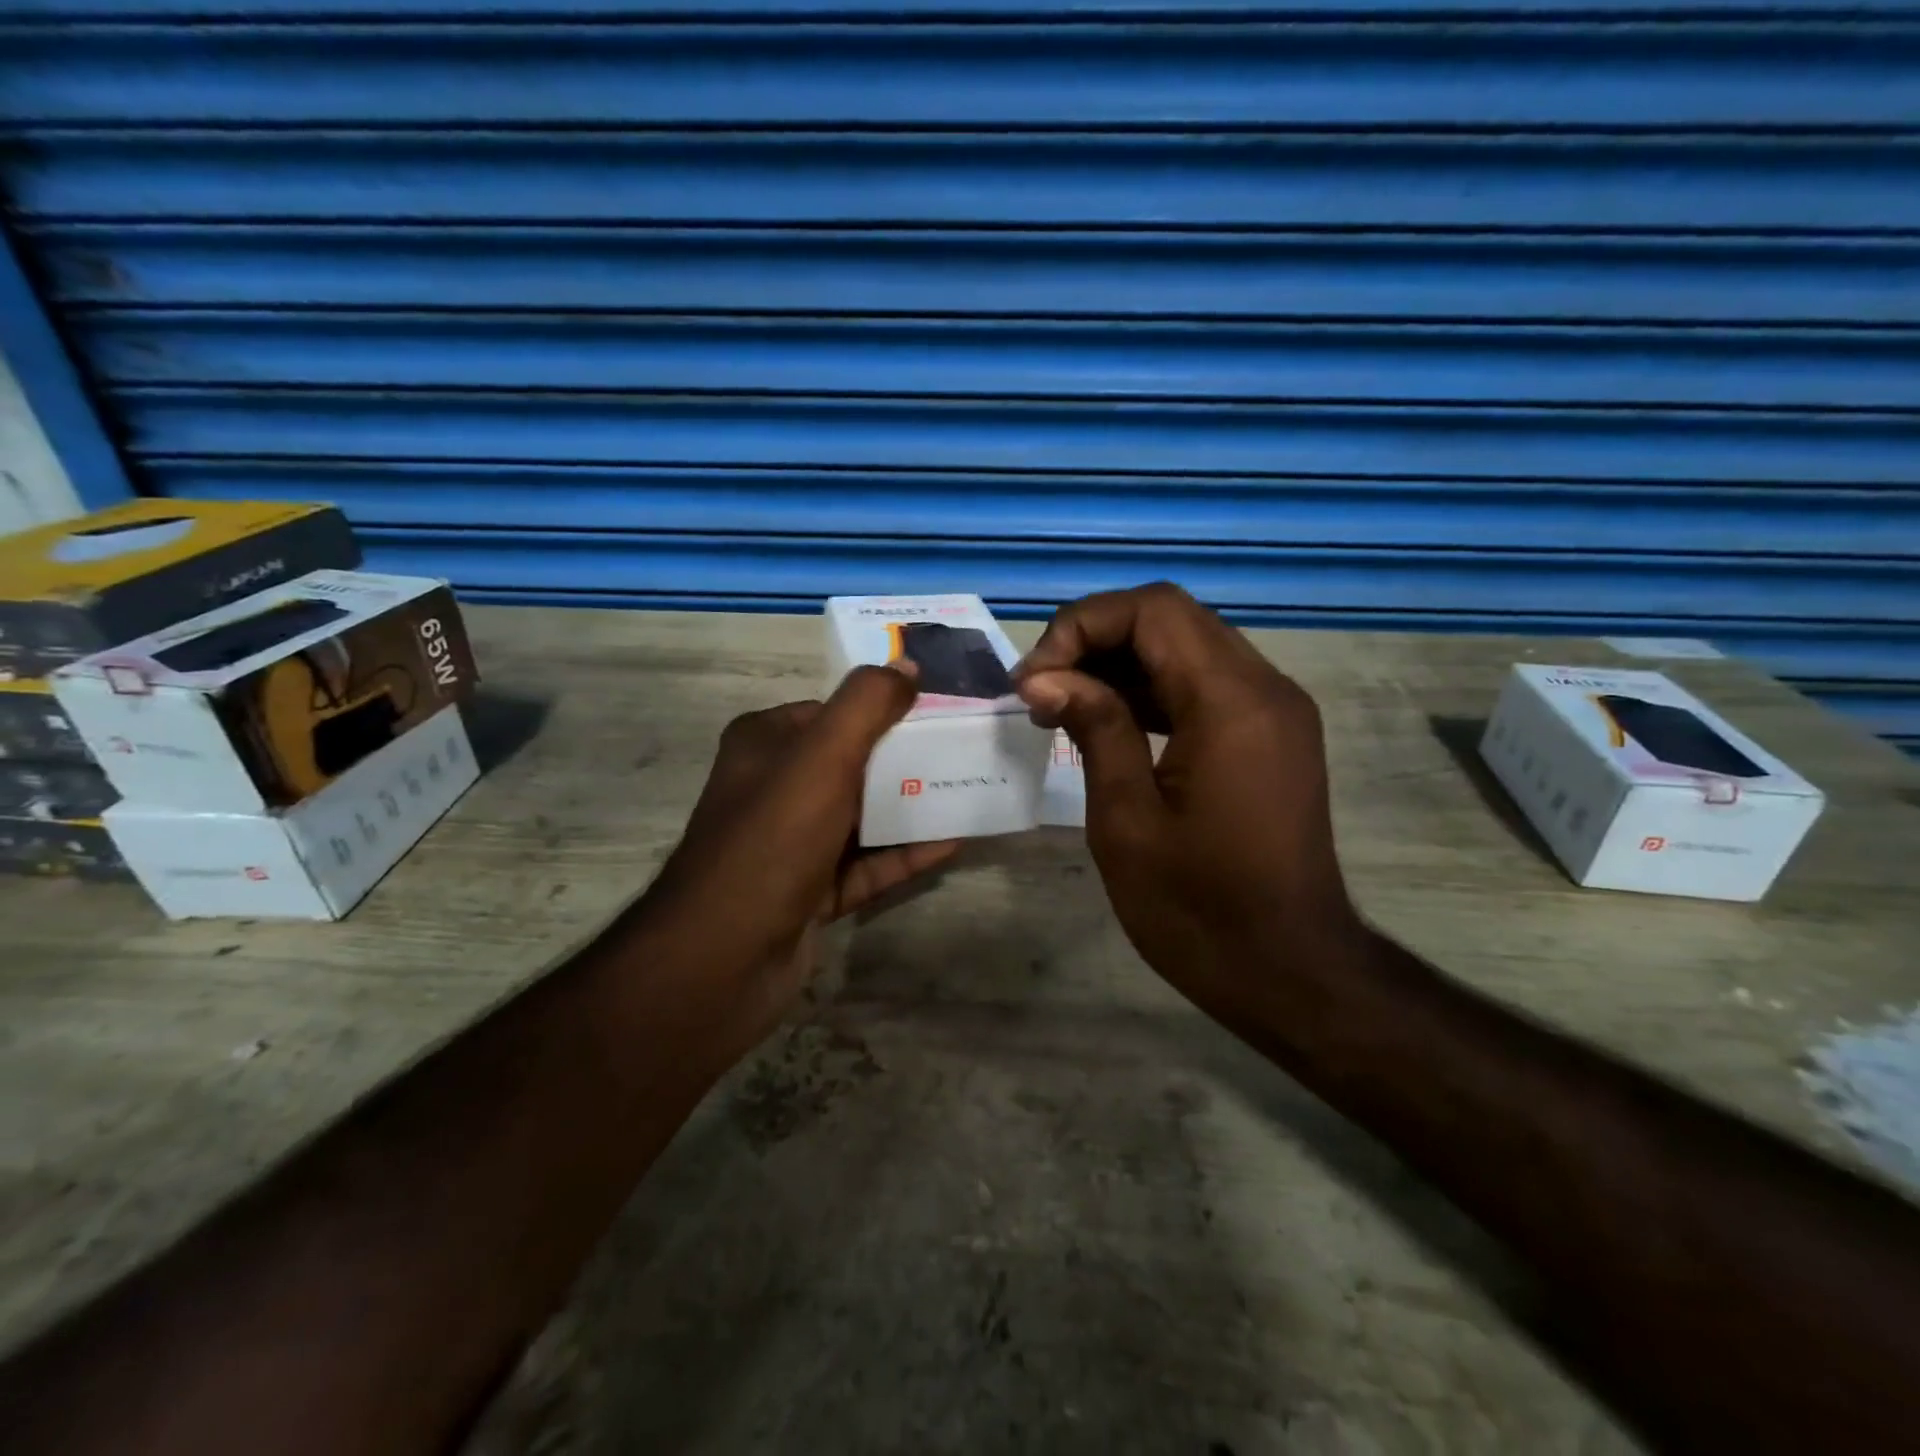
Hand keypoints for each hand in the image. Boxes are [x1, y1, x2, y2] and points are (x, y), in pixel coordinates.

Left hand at [645, 664, 959, 1050]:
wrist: (727, 954)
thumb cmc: (774, 836)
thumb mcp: (822, 755)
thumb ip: (866, 704)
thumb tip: (907, 668)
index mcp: (765, 745)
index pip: (831, 713)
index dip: (883, 708)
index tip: (937, 710)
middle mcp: (774, 789)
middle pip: (852, 764)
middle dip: (906, 759)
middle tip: (965, 750)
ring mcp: (792, 846)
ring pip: (862, 817)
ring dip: (911, 807)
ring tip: (970, 791)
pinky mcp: (810, 892)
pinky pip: (867, 865)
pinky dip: (905, 854)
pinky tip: (953, 842)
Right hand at [1013, 583, 1360, 1013]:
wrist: (1290, 972)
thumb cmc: (1199, 910)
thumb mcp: (1127, 821)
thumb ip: (1093, 728)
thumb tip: (1043, 676)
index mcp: (1232, 703)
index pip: (1153, 610)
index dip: (1082, 625)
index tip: (1035, 679)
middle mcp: (1265, 688)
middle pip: (1171, 619)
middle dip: (1095, 640)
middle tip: (1042, 690)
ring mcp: (1275, 711)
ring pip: (1187, 647)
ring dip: (1120, 663)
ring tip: (1062, 707)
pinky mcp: (1272, 735)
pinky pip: (1205, 684)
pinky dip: (1152, 690)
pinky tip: (1107, 722)